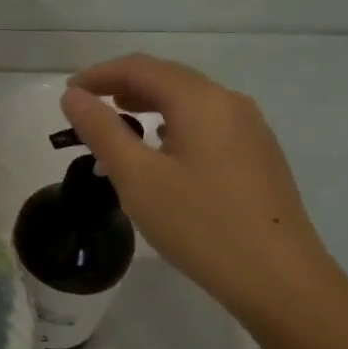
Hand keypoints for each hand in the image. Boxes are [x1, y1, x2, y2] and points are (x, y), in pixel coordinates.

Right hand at [59, 54, 342, 324]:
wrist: (279, 280)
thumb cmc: (200, 225)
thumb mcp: (137, 177)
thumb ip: (102, 131)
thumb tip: (74, 96)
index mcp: (201, 101)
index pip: (140, 68)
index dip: (99, 75)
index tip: (68, 95)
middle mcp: (230, 103)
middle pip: (167, 79)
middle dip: (122, 87)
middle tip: (86, 109)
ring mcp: (250, 130)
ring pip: (189, 102)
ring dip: (148, 106)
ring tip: (117, 128)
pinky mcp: (258, 156)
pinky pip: (206, 124)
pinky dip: (172, 125)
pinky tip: (161, 151)